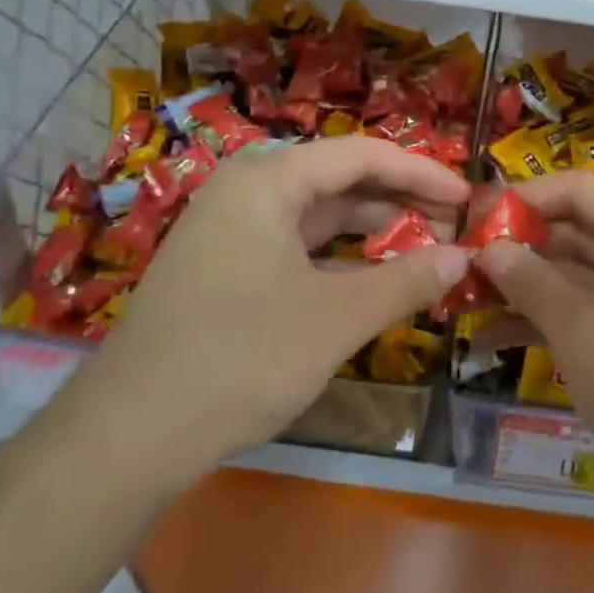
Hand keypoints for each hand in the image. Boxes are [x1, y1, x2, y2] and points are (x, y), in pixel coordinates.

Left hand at [59, 138, 471, 489]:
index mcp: (268, 180)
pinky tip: (372, 278)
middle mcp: (246, 191)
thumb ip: (405, 280)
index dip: (422, 172)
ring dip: (372, 230)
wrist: (126, 437)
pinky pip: (296, 246)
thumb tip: (462, 258)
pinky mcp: (224, 269)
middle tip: (453, 227)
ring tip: (424, 250)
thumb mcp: (336, 318)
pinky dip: (339, 257)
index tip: (468, 199)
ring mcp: (229, 231)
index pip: (362, 155)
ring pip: (318, 215)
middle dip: (400, 201)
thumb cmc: (240, 358)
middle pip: (340, 179)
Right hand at [477, 173, 593, 514]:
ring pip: (578, 279)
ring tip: (461, 304)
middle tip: (458, 267)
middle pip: (575, 233)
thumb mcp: (580, 326)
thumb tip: (489, 248)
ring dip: (524, 291)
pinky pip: (590, 317)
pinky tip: (491, 341)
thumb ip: (529, 279)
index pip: (575, 190)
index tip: (471, 220)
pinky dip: (547, 324)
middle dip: (516, 251)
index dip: (521, 199)